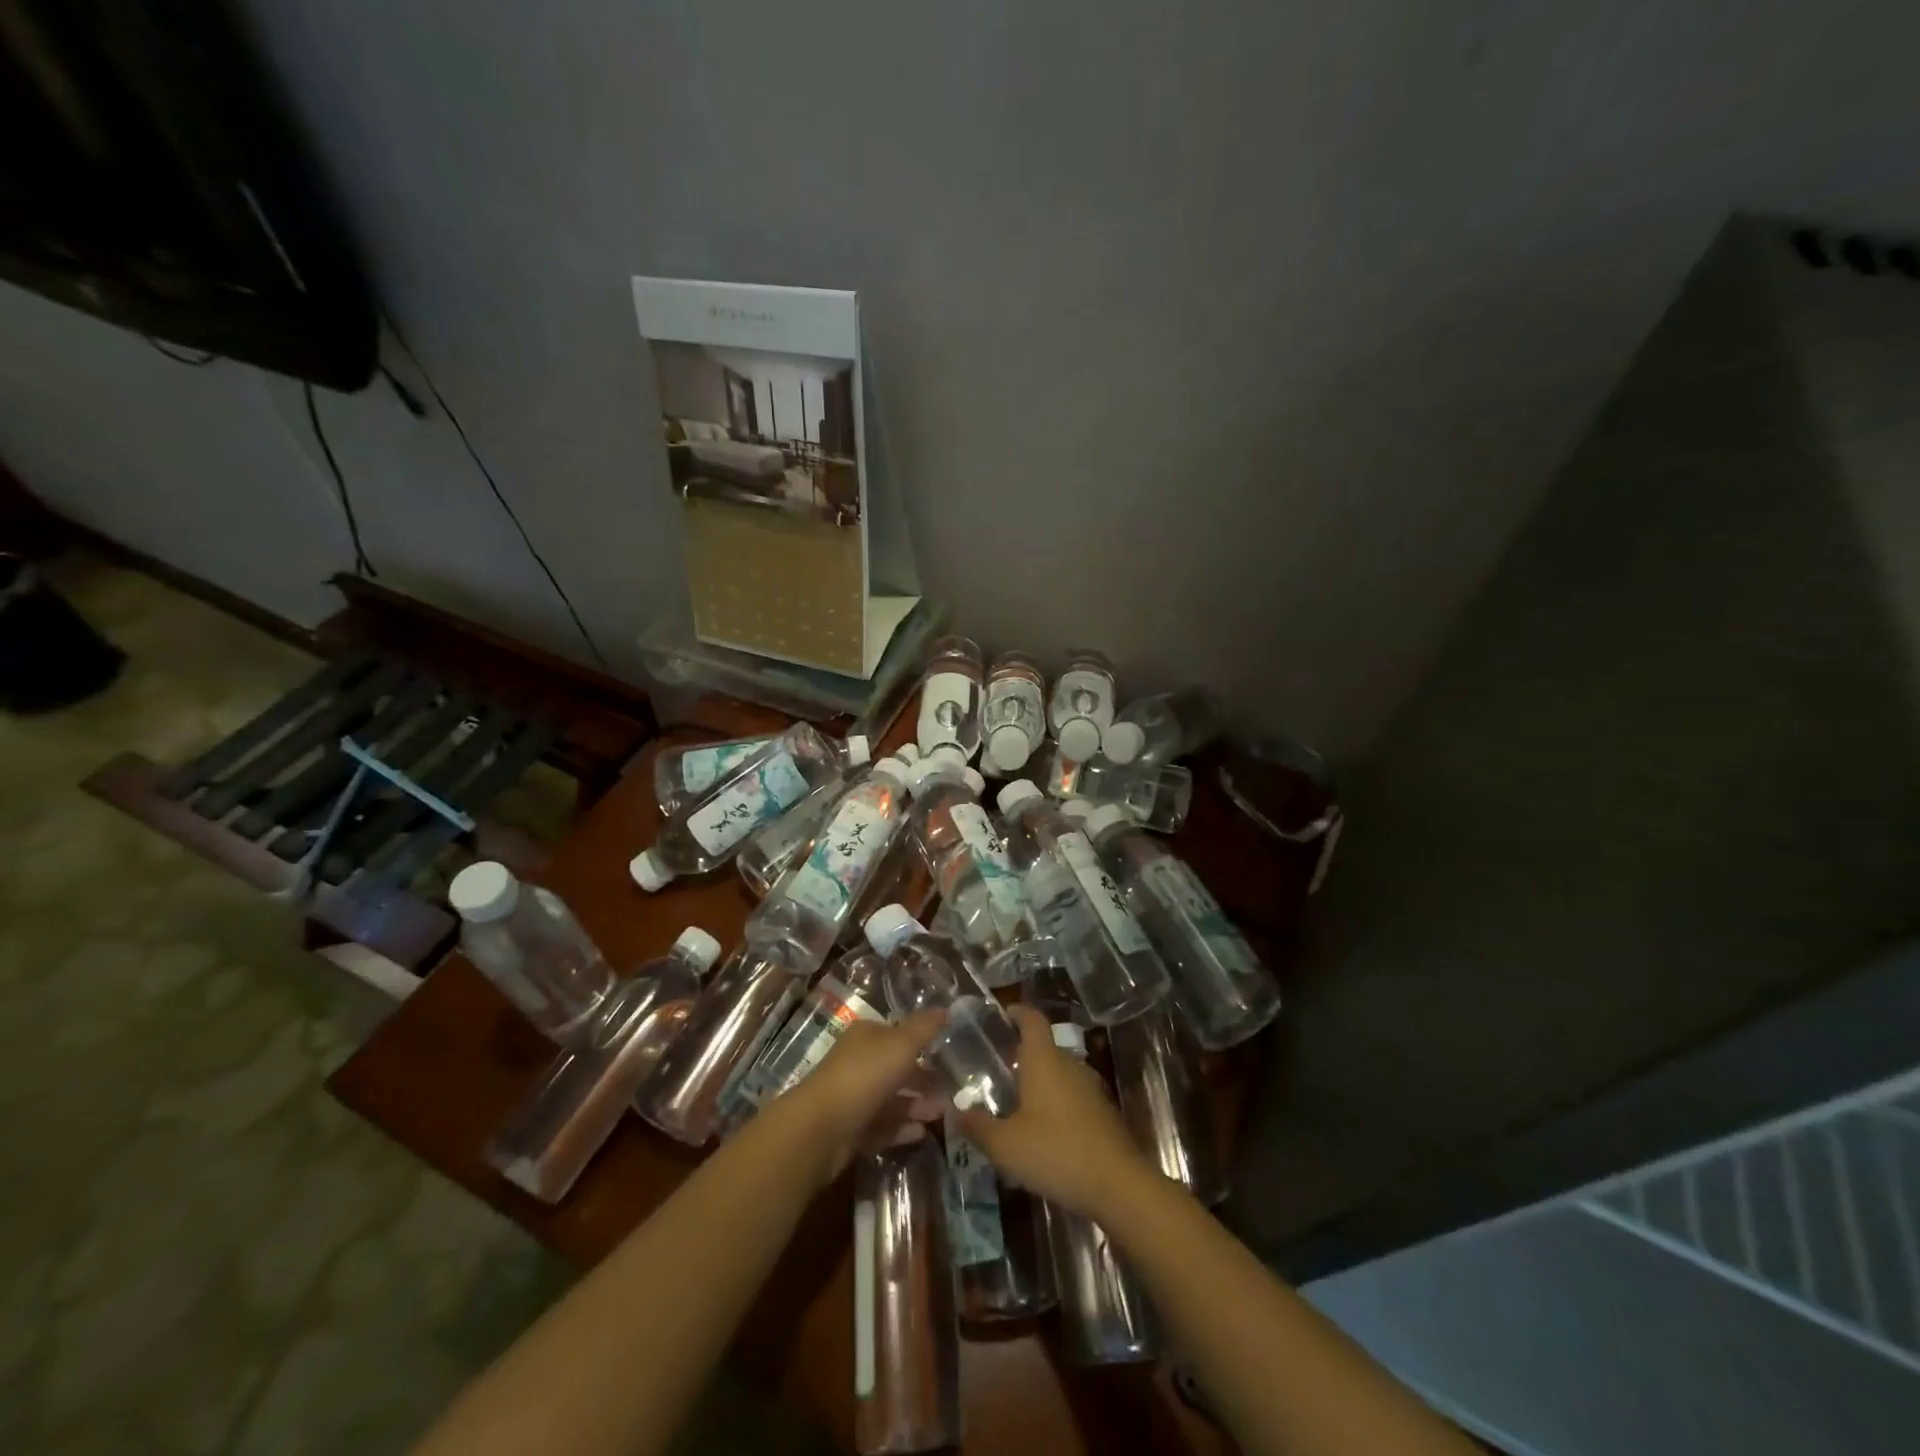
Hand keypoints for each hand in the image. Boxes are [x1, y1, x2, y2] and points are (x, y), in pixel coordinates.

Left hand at [778, 1009, 944, 1181]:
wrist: (820, 1128)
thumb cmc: (863, 1075)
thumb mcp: (900, 1044)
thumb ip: (924, 1028)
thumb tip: (946, 1008)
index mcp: (866, 1036)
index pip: (897, 1034)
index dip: (922, 1042)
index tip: (948, 1055)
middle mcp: (858, 1063)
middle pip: (895, 1068)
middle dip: (923, 1078)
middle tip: (952, 1090)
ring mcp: (853, 1097)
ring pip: (891, 1099)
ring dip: (916, 1105)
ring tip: (943, 1114)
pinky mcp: (851, 1129)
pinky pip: (882, 1126)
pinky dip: (901, 1128)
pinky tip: (922, 1133)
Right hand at [958, 1005, 1146, 1219]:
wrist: (1118, 1185)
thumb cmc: (1056, 1152)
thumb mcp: (1005, 1146)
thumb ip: (978, 1127)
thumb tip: (956, 1111)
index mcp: (1044, 1060)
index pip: (1032, 1019)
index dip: (1017, 1012)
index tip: (1001, 1016)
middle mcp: (1069, 1064)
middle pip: (1044, 1047)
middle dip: (1020, 1054)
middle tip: (995, 1071)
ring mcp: (1090, 1087)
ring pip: (1058, 1073)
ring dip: (1038, 1081)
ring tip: (1015, 1103)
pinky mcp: (1102, 1112)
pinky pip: (1072, 1095)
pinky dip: (1055, 1103)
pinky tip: (1042, 1131)